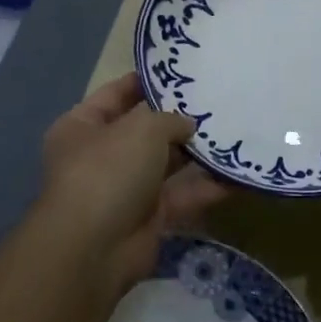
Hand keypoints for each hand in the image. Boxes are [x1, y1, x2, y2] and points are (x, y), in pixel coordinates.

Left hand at [35, 73, 228, 289]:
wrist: (94, 248)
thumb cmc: (108, 171)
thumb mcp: (142, 128)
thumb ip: (170, 119)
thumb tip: (187, 126)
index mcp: (82, 126)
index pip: (117, 93)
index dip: (148, 82)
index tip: (183, 72)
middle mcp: (101, 155)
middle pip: (145, 130)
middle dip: (179, 120)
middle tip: (219, 102)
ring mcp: (125, 189)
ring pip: (167, 165)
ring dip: (197, 154)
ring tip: (235, 132)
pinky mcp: (149, 218)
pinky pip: (181, 196)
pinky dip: (206, 187)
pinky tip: (238, 174)